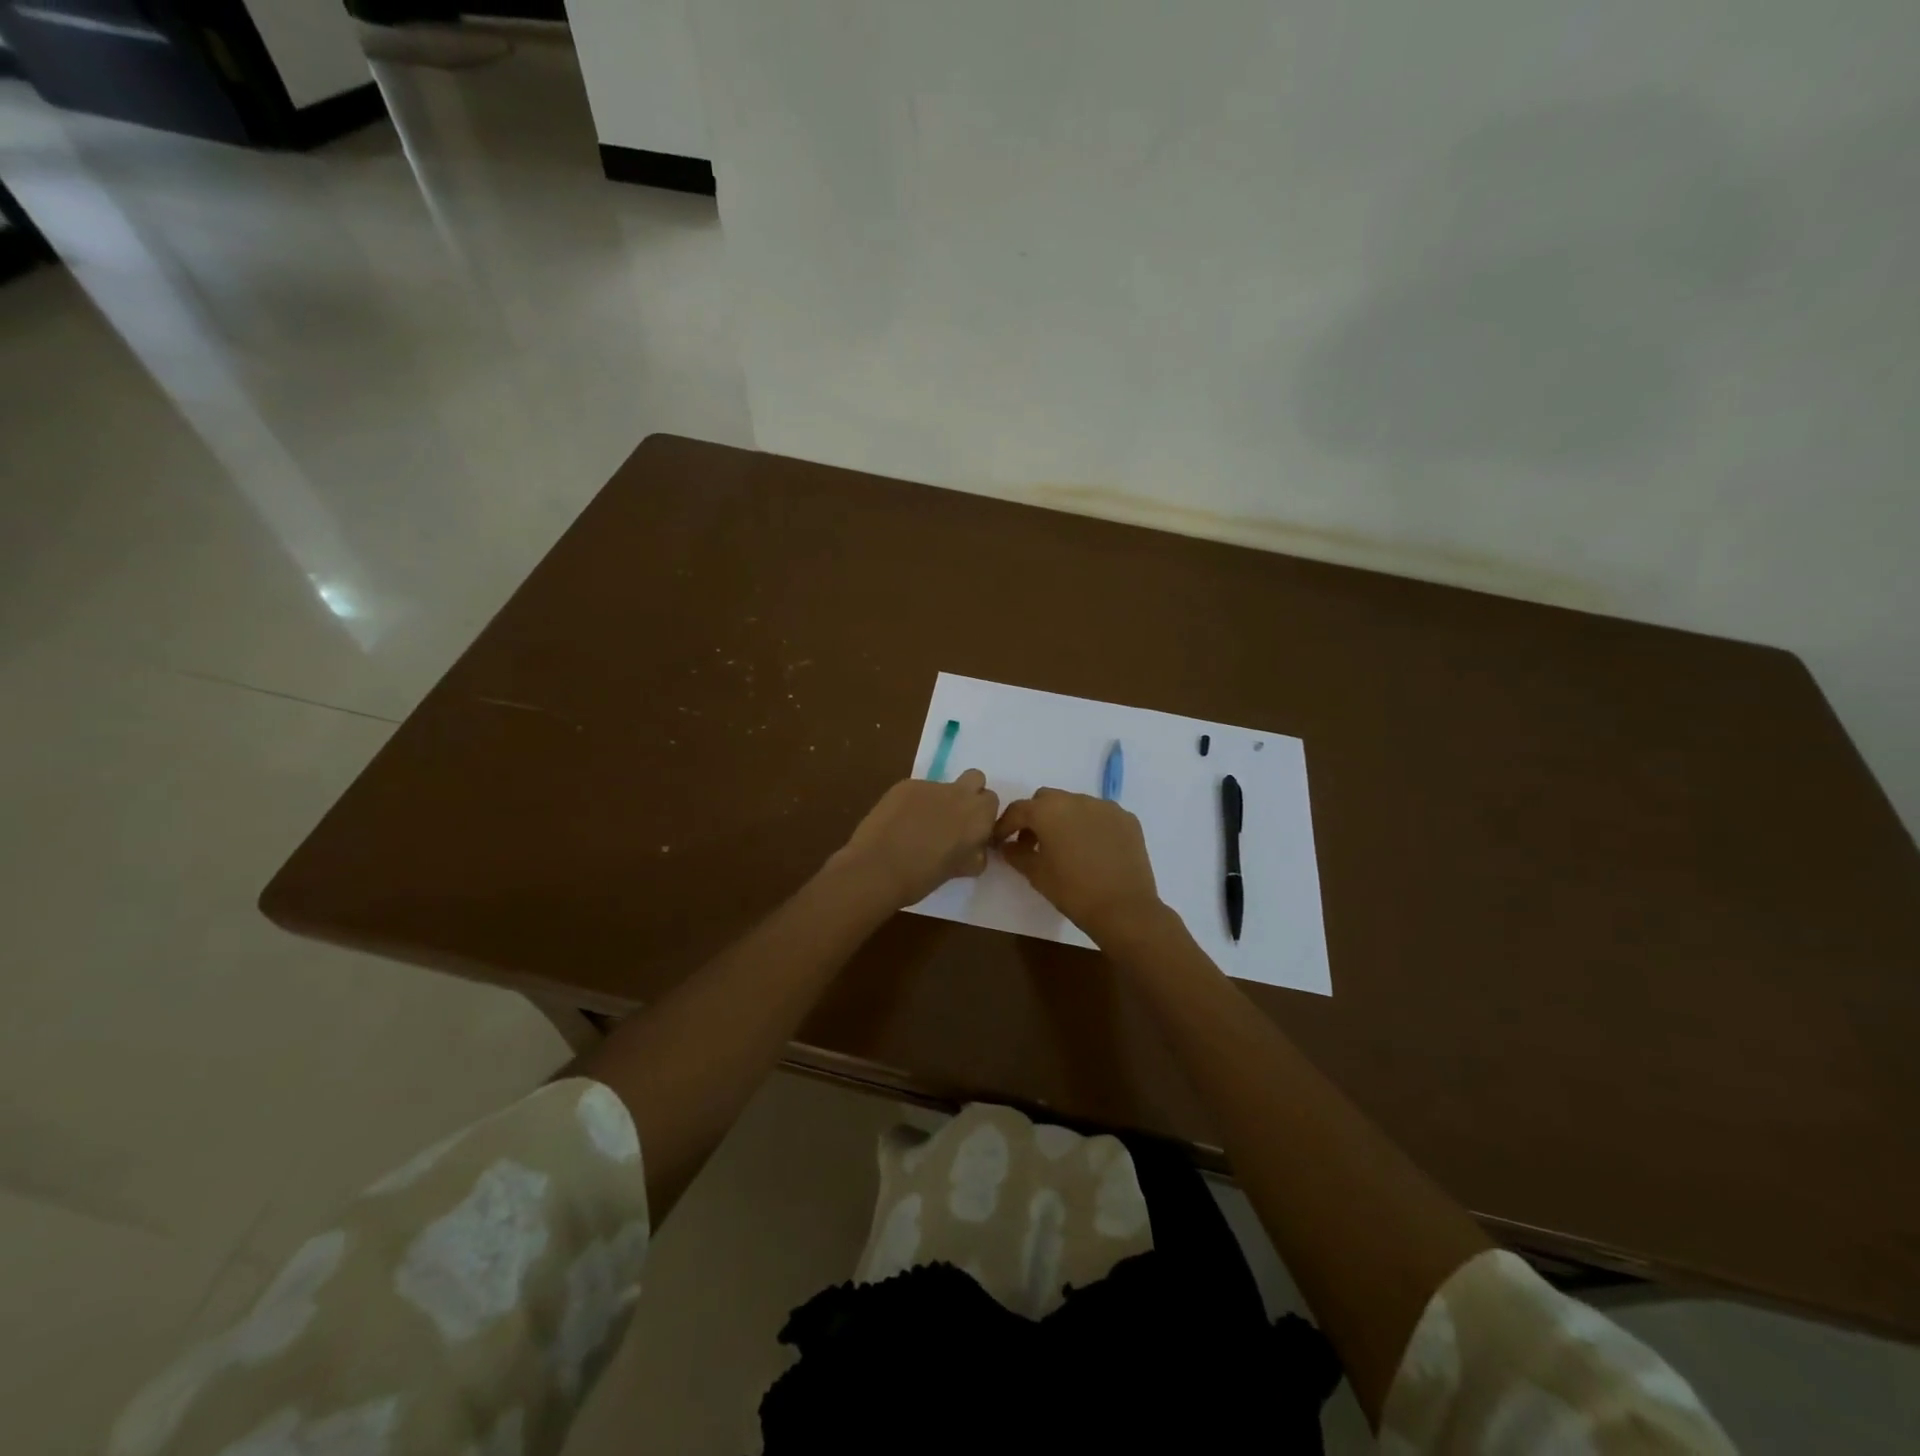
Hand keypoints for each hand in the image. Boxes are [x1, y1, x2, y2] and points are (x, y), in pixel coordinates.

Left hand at [831, 770, 1001, 908]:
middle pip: (975, 778)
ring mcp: (930, 786)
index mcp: (979, 815)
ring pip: (942, 786)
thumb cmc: (924, 877)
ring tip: (918, 826)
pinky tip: (898, 824)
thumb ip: (976, 853)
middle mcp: (959, 793)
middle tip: (953, 819)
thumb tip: (975, 847)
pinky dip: (913, 803)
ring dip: (938, 801)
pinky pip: (917, 790)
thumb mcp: (963, 870)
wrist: (878, 869)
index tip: (971, 831)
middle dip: (968, 794)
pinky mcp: (904, 785)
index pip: (991, 801)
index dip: (982, 815)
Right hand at [995, 789, 1164, 944]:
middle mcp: (1076, 799)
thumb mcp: (1036, 875)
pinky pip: (1100, 815)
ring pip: (1075, 804)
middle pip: (1047, 800)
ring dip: (1064, 819)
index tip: (1001, 841)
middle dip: (1035, 816)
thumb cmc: (1073, 891)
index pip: (1018, 810)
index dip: (1005, 825)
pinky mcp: (1127, 818)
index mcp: (1049, 810)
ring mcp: (1105, 806)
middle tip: (1032, 842)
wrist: (1124, 909)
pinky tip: (1092, 849)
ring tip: (1065, 846)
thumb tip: (1008, 846)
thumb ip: (1016, 854)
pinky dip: (1090, 825)